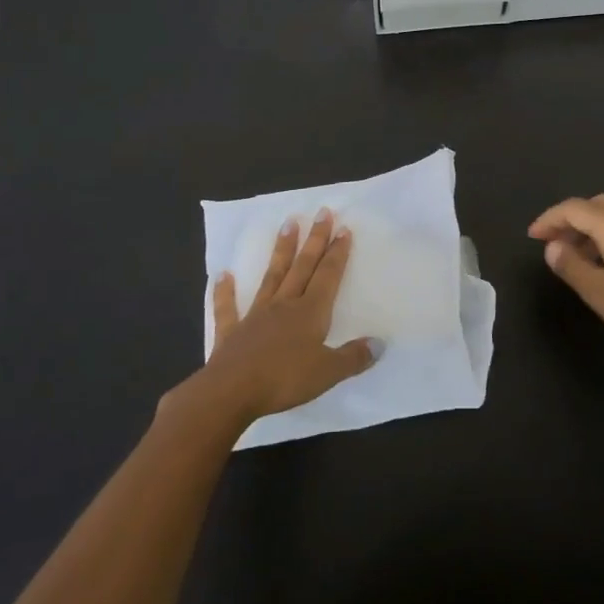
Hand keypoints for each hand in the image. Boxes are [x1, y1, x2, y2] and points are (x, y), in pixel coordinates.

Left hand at [190, 209, 379, 427]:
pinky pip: (228, 308)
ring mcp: (256, 315)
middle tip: (322, 212)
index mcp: (310, 312)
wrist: (231, 391)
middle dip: (314, 239)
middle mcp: (285, 305)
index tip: (343, 228)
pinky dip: (225, 291)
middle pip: (303, 266)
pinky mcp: (232, 332)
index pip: (328, 276)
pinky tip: (223, 275)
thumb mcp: (328, 372)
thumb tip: (380, 343)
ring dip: (281, 250)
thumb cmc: (284, 380)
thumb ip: (354, 357)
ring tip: (287, 224)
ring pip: (272, 276)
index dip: (337, 253)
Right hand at [528, 194, 603, 365]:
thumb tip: (553, 246)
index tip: (533, 236)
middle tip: (554, 245)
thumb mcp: (598, 292)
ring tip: (579, 255)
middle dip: (571, 220)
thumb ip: (570, 264)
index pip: (573, 208)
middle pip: (596, 205)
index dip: (549, 219)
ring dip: (593, 226)